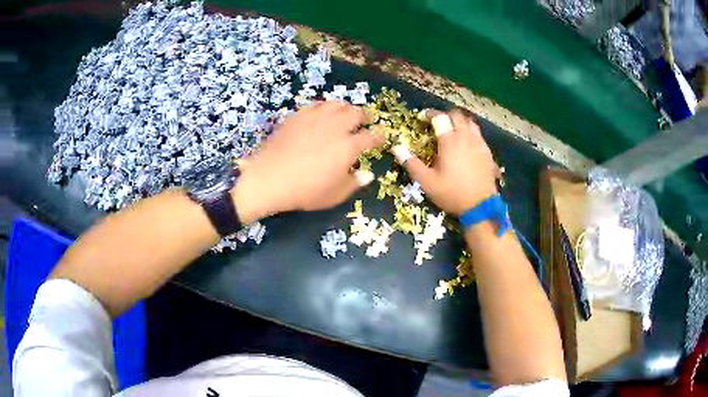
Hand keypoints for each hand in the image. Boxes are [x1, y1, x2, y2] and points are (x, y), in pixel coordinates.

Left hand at [232, 101, 383, 222]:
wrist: (269, 178)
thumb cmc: (305, 191)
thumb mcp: (334, 195)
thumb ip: (354, 183)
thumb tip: (368, 174)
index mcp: (348, 146)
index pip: (371, 137)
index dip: (380, 136)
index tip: (383, 135)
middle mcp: (335, 127)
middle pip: (356, 113)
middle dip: (365, 116)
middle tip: (366, 120)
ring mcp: (316, 118)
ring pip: (337, 104)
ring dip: (346, 108)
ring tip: (346, 113)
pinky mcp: (298, 116)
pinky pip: (316, 104)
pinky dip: (324, 107)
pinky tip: (322, 112)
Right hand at [396, 109, 498, 215]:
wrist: (480, 206)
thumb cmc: (452, 193)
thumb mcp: (427, 182)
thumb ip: (411, 163)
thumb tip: (395, 147)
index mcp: (450, 141)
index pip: (440, 117)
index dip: (429, 114)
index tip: (422, 118)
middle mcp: (466, 137)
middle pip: (456, 115)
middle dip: (445, 115)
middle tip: (436, 123)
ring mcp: (479, 144)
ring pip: (470, 122)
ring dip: (459, 122)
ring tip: (452, 130)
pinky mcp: (487, 152)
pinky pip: (478, 134)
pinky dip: (470, 132)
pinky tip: (465, 144)